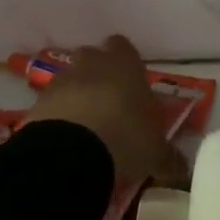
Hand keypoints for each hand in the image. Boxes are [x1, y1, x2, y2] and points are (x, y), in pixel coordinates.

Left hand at [25, 36, 191, 193]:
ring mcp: (60, 80)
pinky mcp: (37, 102)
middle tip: (111, 105)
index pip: (124, 47)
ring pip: (70, 80)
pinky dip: (58, 117)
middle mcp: (91, 63)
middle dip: (100, 76)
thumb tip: (182, 172)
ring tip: (87, 129)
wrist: (69, 152)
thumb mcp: (155, 152)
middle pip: (93, 58)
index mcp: (125, 64)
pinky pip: (51, 104)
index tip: (133, 84)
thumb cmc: (125, 137)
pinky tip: (67, 141)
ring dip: (77, 97)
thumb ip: (169, 158)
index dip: (127, 63)